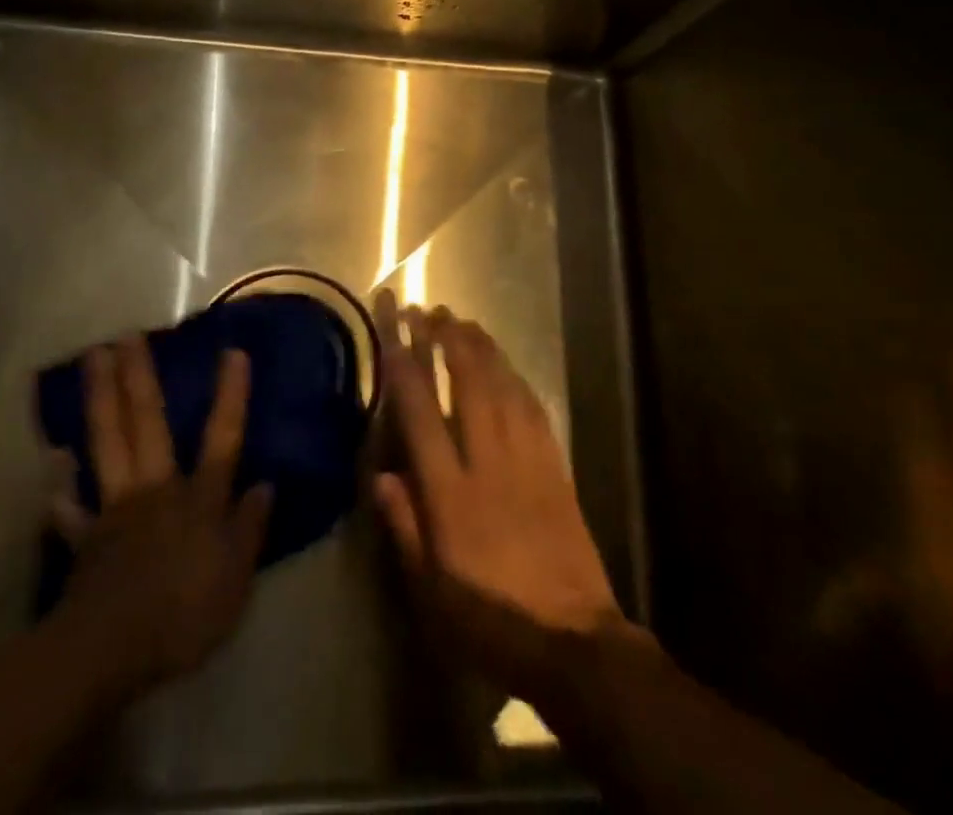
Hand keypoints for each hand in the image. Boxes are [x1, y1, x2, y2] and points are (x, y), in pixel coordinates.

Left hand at [53, 337, 271, 696]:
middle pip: (148, 424)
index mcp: (199, 499)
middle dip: (139, 378)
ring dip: (100, 400)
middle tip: (127, 335)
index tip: (233, 351)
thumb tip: (266, 484)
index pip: (222, 438)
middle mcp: (156, 489)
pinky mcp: (87, 537)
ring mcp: (116, 508)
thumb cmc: (185, 615)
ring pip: (108, 443)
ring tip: (91, 361)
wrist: (111, 650)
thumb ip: (250, 529)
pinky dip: (62, 489)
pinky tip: (53, 465)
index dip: (230, 396)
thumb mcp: (236, 580)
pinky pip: (72, 509)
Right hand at [371, 290, 630, 706]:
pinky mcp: (556, 467)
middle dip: (447, 340)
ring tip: (464, 321)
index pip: (420, 411)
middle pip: (467, 383)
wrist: (572, 643)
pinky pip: (533, 409)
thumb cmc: (490, 620)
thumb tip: (380, 475)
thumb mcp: (430, 591)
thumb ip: (404, 527)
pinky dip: (516, 378)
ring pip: (503, 386)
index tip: (393, 327)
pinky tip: (506, 365)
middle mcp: (488, 462)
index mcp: (450, 492)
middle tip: (432, 310)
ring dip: (482, 348)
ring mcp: (527, 460)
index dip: (404, 363)